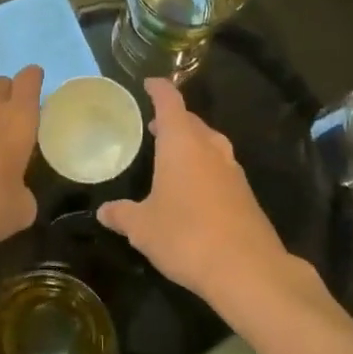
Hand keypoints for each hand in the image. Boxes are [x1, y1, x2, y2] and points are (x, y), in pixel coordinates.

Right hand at [98, 79, 292, 306]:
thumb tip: (104, 211)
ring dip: (192, 143)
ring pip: (210, 144)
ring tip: (174, 156)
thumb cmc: (185, 236)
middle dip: (174, 120)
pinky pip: (221, 169)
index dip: (158, 89)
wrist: (248, 270)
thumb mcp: (142, 228)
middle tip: (154, 127)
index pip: (170, 101)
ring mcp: (233, 170)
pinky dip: (206, 168)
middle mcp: (210, 148)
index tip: (148, 83)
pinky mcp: (246, 194)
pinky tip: (195, 190)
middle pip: (192, 121)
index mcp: (182, 143)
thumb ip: (122, 215)